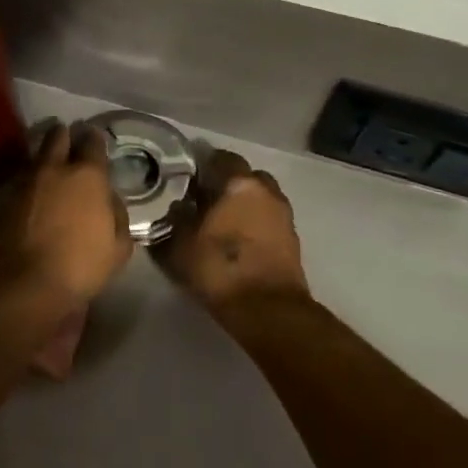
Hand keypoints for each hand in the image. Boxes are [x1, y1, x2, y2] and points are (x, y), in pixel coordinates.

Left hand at [0, 122, 132, 316]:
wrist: (23, 285)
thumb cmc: (80, 266)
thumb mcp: (118, 247)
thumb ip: (118, 216)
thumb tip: (109, 200)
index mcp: (88, 176)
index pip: (92, 142)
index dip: (94, 139)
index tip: (94, 139)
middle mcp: (54, 170)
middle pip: (57, 137)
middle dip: (64, 136)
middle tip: (69, 143)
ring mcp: (25, 183)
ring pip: (36, 157)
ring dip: (45, 158)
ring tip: (51, 169)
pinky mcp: (3, 201)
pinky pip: (22, 181)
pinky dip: (30, 183)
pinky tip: (35, 195)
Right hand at [158, 148, 309, 319]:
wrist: (267, 310)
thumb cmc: (219, 269)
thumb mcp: (180, 245)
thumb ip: (175, 219)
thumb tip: (176, 206)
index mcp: (239, 184)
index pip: (222, 158)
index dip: (204, 165)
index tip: (188, 177)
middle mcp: (266, 191)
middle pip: (245, 176)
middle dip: (227, 183)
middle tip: (206, 199)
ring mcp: (283, 214)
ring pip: (260, 197)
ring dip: (244, 204)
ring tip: (222, 221)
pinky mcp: (292, 238)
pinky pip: (269, 219)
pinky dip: (255, 222)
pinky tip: (238, 239)